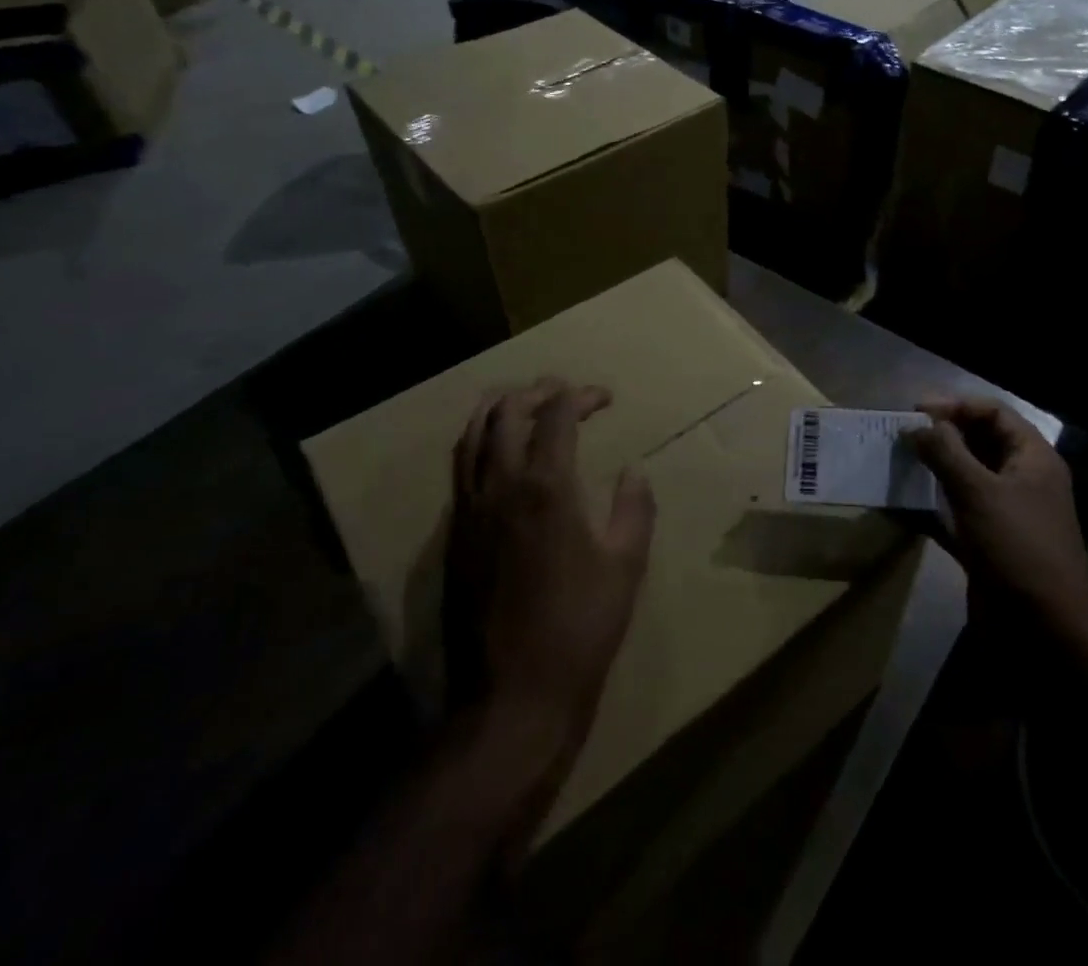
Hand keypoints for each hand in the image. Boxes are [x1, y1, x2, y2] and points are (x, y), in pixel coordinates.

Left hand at [446, 379, 655, 728]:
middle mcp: (500, 488)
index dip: (580, 396)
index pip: (556, 416)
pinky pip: (461, 470)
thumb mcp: (626, 566)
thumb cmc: (580, 628)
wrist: (511, 695)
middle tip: (563, 391)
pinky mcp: (453, 538)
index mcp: (546, 488)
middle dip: (536, 391)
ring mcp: (469, 512)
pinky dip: (479, 443)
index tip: (604, 398)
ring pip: (472, 437)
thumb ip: (633, 509)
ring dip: (498, 409)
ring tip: (523, 403)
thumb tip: (633, 471)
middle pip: (506, 413)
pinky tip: (498, 455)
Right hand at [909, 398, 1087, 638]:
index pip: (993, 413)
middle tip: (902, 434)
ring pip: (966, 476)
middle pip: (979, 441)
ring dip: (935, 467)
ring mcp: (1005, 512)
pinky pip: (957, 511)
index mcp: (1032, 458)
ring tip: (898, 460)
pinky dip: (932, 504)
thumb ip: (946, 452)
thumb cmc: (1017, 548)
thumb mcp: (979, 492)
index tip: (916, 412)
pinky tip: (903, 502)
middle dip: (942, 434)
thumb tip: (917, 425)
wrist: (1044, 630)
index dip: (955, 406)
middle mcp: (1022, 479)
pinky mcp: (988, 541)